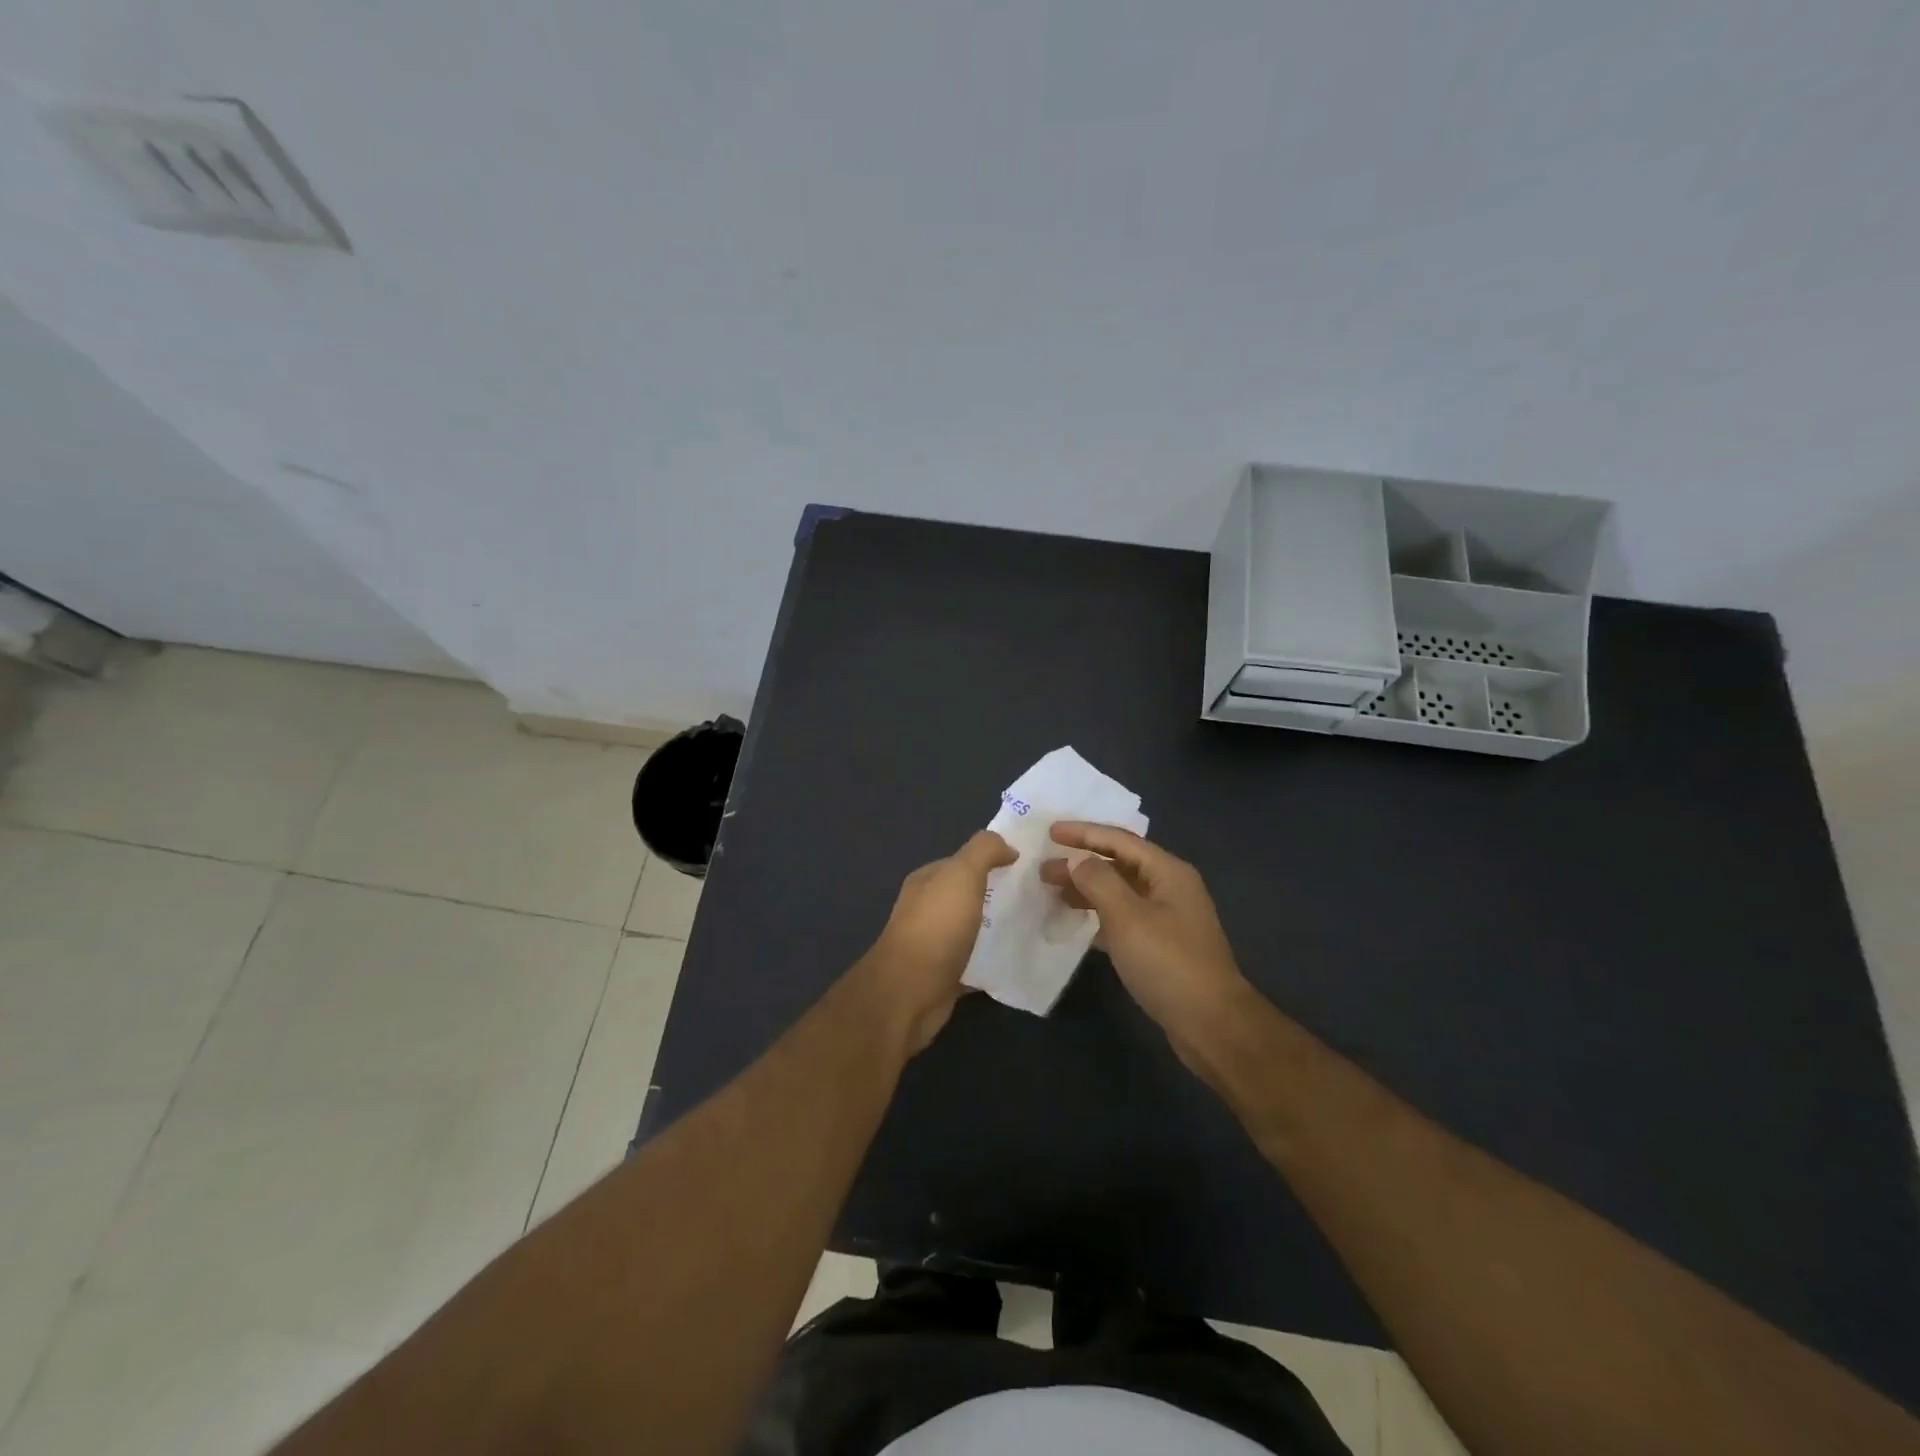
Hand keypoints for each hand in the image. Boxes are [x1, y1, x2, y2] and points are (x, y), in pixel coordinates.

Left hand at [867, 830, 1016, 1051]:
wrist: (909, 993)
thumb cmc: (936, 927)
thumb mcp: (961, 874)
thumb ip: (984, 851)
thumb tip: (1008, 846)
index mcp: (927, 881)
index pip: (962, 862)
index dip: (992, 859)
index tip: (1028, 866)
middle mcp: (927, 909)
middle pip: (968, 895)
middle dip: (998, 894)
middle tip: (1038, 897)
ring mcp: (934, 944)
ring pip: (972, 928)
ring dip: (997, 927)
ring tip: (1034, 926)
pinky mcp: (944, 976)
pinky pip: (975, 962)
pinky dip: (992, 960)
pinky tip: (1017, 960)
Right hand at [1040, 823, 1248, 1058]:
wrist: (1211, 1023)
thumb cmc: (1168, 962)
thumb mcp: (1128, 917)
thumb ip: (1098, 881)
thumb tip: (1077, 860)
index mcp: (1167, 871)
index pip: (1119, 839)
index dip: (1083, 833)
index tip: (1050, 831)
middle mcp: (1169, 887)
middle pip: (1119, 863)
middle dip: (1081, 863)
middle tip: (1043, 868)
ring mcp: (1166, 917)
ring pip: (1119, 892)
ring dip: (1087, 889)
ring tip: (1052, 893)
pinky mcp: (1160, 945)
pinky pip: (1122, 918)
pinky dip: (1098, 915)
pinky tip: (1075, 924)